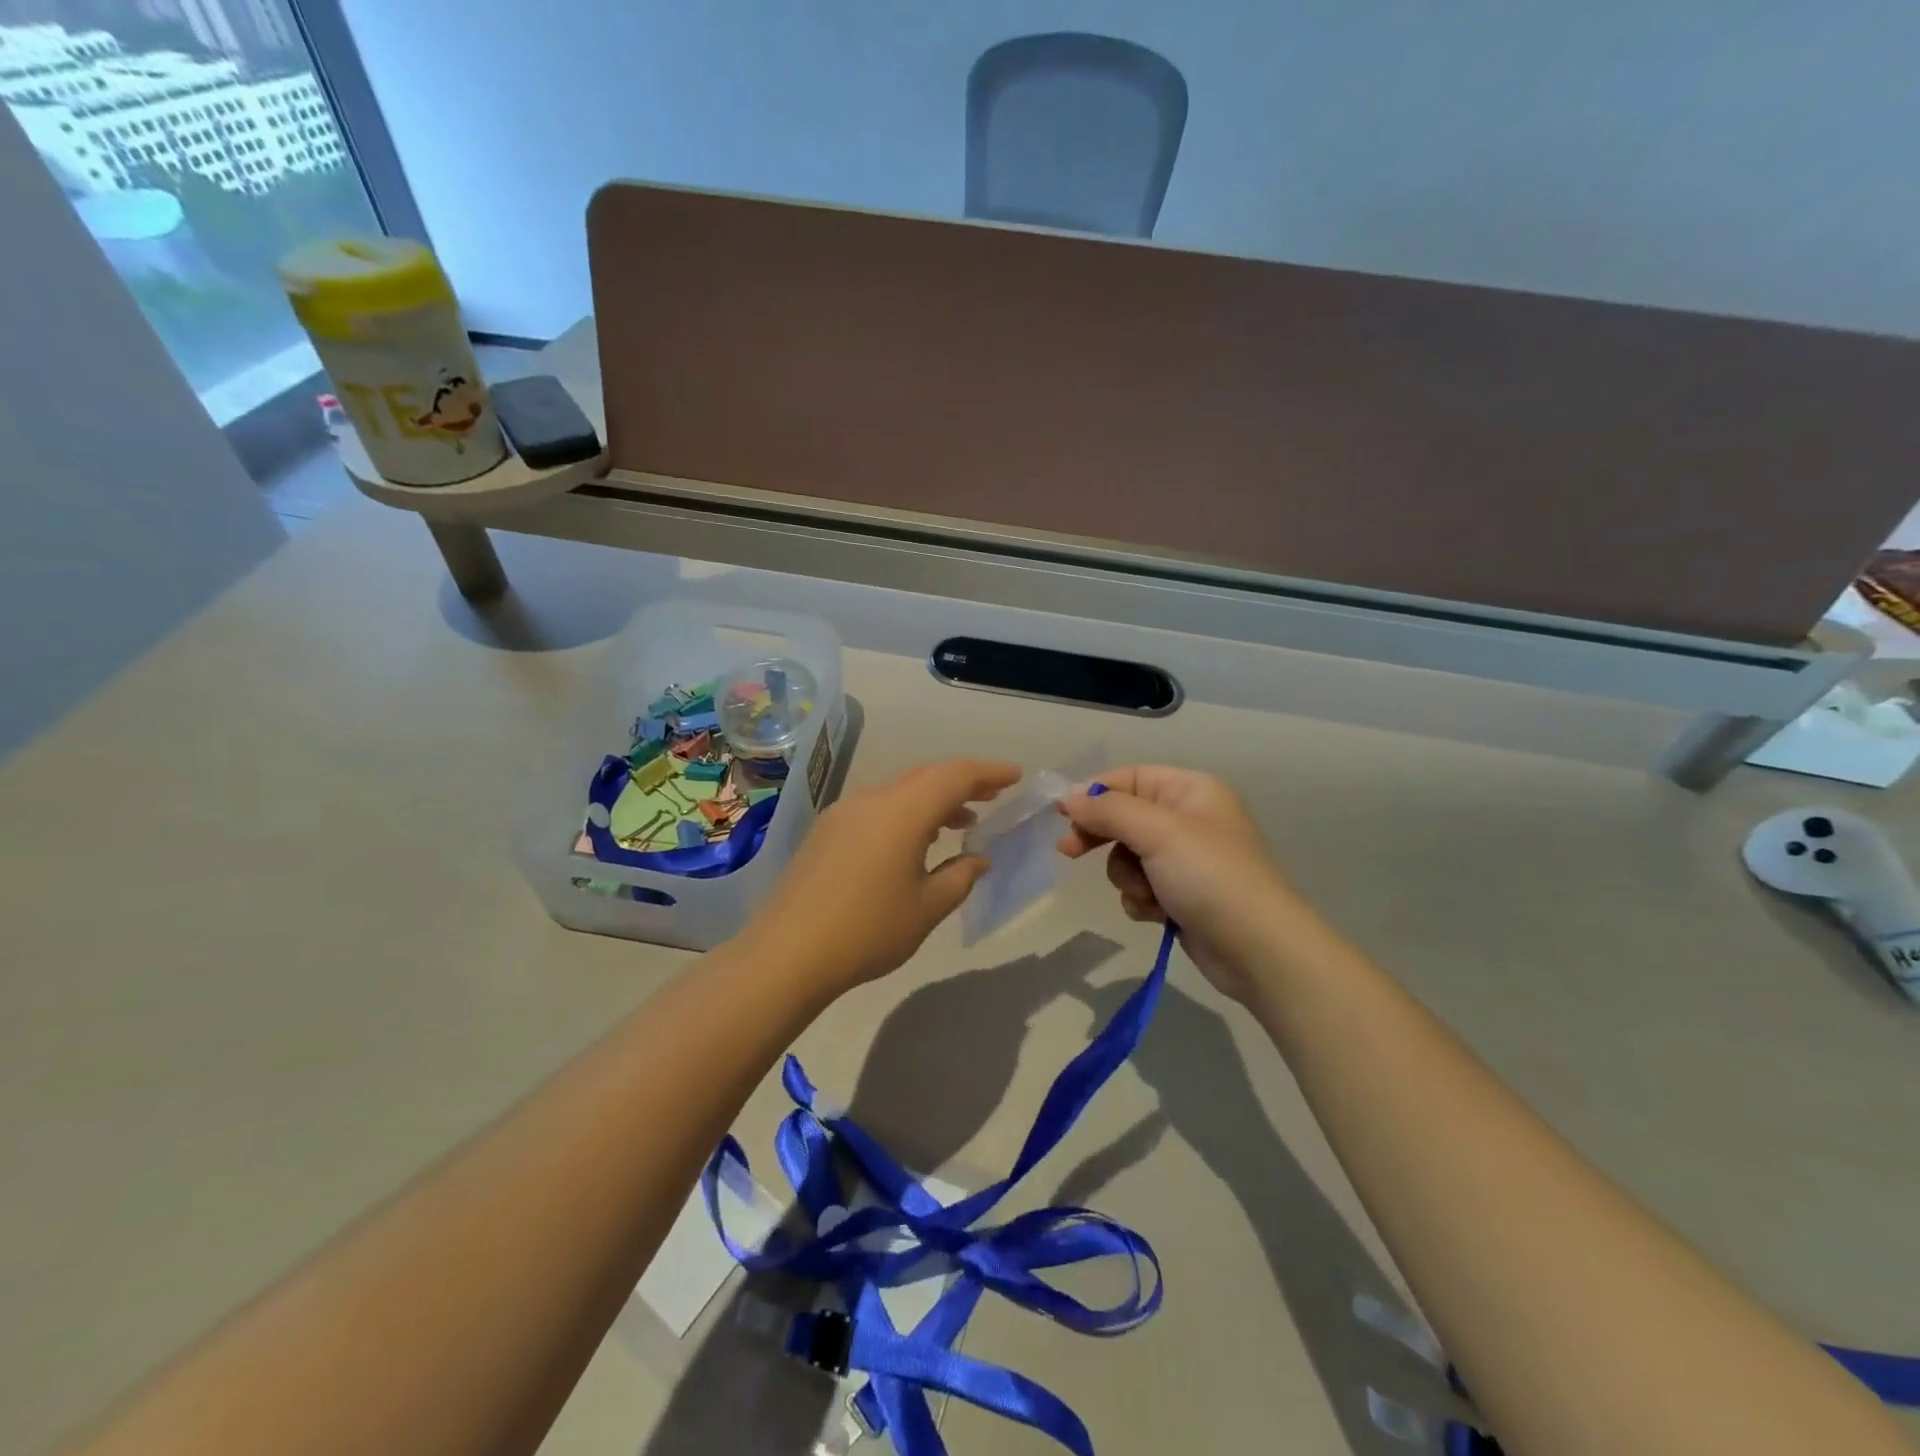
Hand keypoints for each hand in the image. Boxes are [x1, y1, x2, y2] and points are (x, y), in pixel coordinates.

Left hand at [745, 758, 1019, 997]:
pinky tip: (914, 842)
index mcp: (902, 811)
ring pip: (900, 791)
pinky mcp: (826, 831)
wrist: (787, 953)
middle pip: (926, 777)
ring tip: (961, 823)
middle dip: (963, 783)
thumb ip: (960, 877)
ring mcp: (844, 813)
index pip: (955, 775)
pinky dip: (906, 813)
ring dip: (933, 800)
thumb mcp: (927, 908)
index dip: (989, 773)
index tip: (1015, 777)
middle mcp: (872, 799)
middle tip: (992, 798)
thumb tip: (977, 859)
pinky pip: (878, 807)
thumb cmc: (868, 930)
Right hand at [1057, 766, 1305, 1003]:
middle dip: (1102, 838)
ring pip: (1127, 857)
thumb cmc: (1211, 877)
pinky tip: (1157, 915)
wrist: (1259, 951)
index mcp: (1191, 791)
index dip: (1094, 793)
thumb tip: (1069, 796)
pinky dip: (1142, 900)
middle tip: (1070, 852)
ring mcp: (1185, 860)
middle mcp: (1188, 819)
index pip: (1130, 777)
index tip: (1061, 814)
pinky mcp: (1181, 895)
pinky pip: (1141, 887)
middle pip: (1124, 817)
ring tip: (1148, 895)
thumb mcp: (1158, 833)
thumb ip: (1109, 810)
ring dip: (1128, 877)